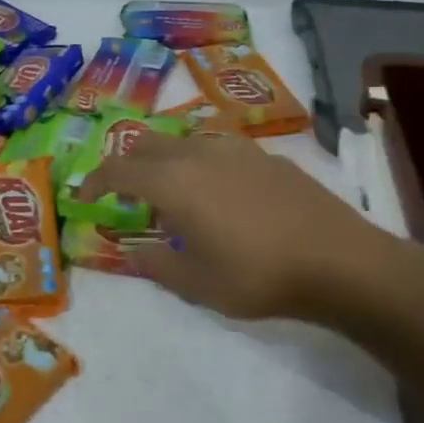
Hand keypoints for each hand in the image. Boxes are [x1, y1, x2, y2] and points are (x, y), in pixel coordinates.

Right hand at [78, 133, 412, 324]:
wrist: (340, 262)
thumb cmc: (258, 276)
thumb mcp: (196, 283)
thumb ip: (156, 263)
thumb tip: (134, 250)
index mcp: (174, 181)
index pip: (118, 168)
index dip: (95, 181)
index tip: (83, 197)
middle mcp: (199, 153)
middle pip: (147, 143)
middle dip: (126, 164)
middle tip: (124, 194)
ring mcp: (236, 150)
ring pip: (184, 139)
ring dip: (164, 159)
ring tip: (171, 192)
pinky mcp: (267, 157)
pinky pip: (217, 147)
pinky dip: (199, 162)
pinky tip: (218, 192)